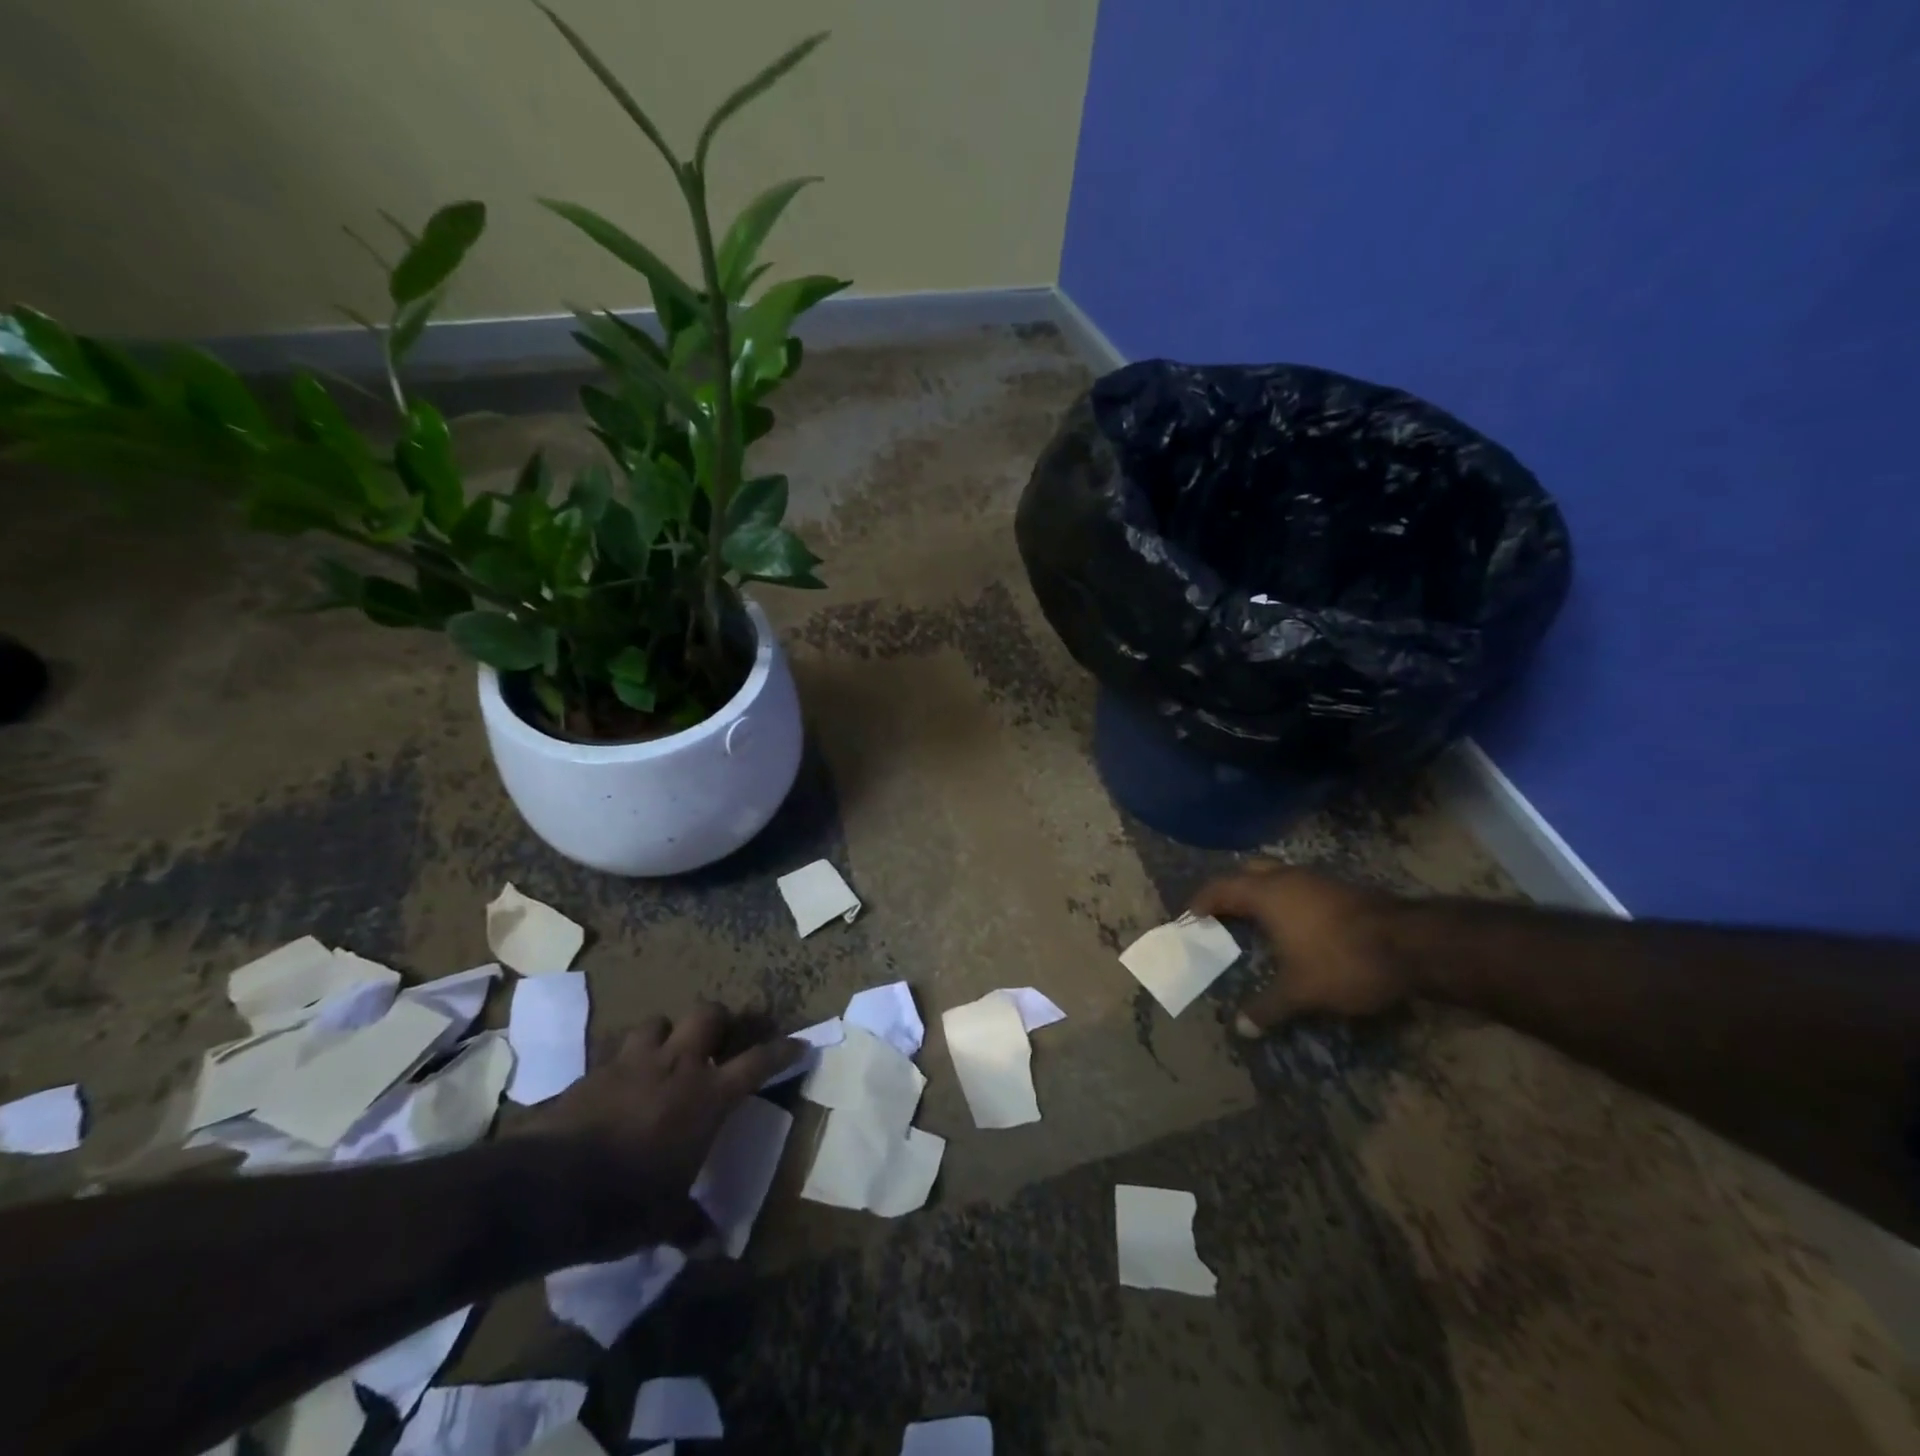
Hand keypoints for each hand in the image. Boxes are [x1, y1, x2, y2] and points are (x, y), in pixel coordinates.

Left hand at [519, 1002, 800, 1250]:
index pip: (758, 1062)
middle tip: (717, 1042)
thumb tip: (714, 1246)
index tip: (798, 1045)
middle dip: (718, 1022)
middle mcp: (677, 1066)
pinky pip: (616, 1050)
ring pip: (658, 1021)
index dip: (783, 1051)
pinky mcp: (594, 1071)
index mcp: (708, 1096)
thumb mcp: (664, 1219)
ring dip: (666, 1034)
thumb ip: (691, 1224)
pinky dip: (623, 1061)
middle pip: (708, 1014)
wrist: (549, 1187)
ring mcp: (633, 1062)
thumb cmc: (625, 1201)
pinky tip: (618, 1082)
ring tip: (663, 1056)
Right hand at [1189, 864, 1412, 1035]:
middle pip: (1247, 872)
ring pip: (1278, 876)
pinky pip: (1301, 887)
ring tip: (1255, 922)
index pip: (1220, 889)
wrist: (1415, 945)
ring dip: (1262, 894)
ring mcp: (1318, 880)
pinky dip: (1288, 901)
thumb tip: (1240, 1029)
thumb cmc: (1343, 961)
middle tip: (1221, 915)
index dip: (1201, 902)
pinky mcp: (1343, 889)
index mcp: (1266, 894)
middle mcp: (1287, 878)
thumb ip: (1267, 1008)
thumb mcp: (1300, 992)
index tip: (1190, 918)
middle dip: (1231, 890)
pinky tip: (1295, 926)